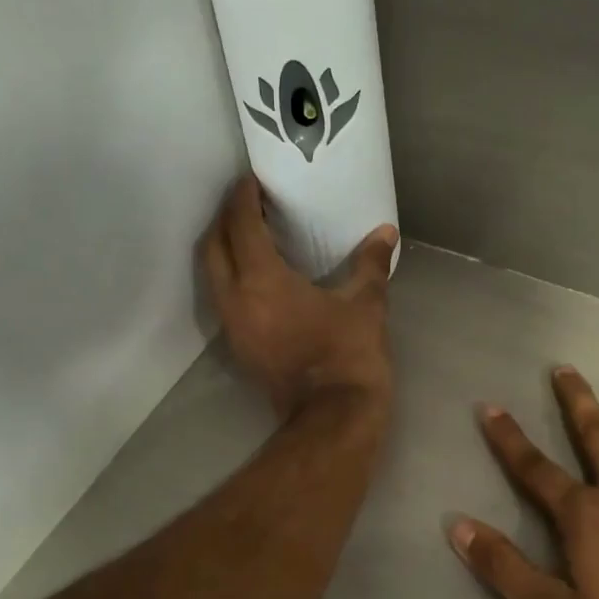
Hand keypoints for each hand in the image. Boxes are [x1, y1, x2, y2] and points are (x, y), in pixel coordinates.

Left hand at [199, 175, 398, 420]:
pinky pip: (224, 298)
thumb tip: (386, 232)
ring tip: (249, 234)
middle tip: (247, 203)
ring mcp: (233, 326)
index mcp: (262, 281)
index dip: (243, 199)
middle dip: (224, 220)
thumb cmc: (348, 355)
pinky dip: (232, 277)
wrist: (333, 418)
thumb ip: (371, 264)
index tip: (250, 180)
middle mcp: (235, 299)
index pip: (241, 226)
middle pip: (213, 246)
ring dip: (224, 249)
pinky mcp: (239, 347)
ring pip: (213, 275)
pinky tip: (258, 275)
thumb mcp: (365, 305)